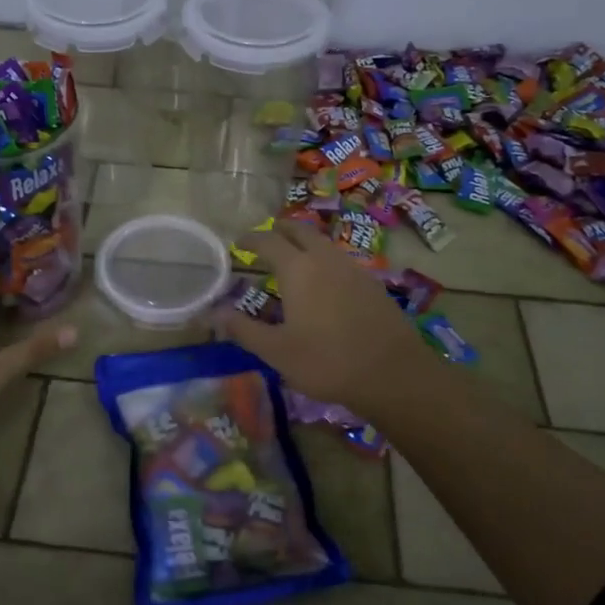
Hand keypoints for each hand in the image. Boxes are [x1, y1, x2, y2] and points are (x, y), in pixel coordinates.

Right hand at [215, 220, 441, 418]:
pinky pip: (341, 260)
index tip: (239, 243)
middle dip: (281, 230)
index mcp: (298, 269)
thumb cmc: (327, 361)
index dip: (251, 239)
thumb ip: (243, 329)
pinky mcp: (372, 283)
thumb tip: (211, 313)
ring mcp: (353, 268)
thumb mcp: (277, 351)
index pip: (268, 241)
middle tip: (267, 239)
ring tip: (293, 259)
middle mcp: (325, 259)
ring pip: (324, 243)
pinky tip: (325, 283)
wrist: (393, 373)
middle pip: (301, 231)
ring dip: (305, 243)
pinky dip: (325, 260)